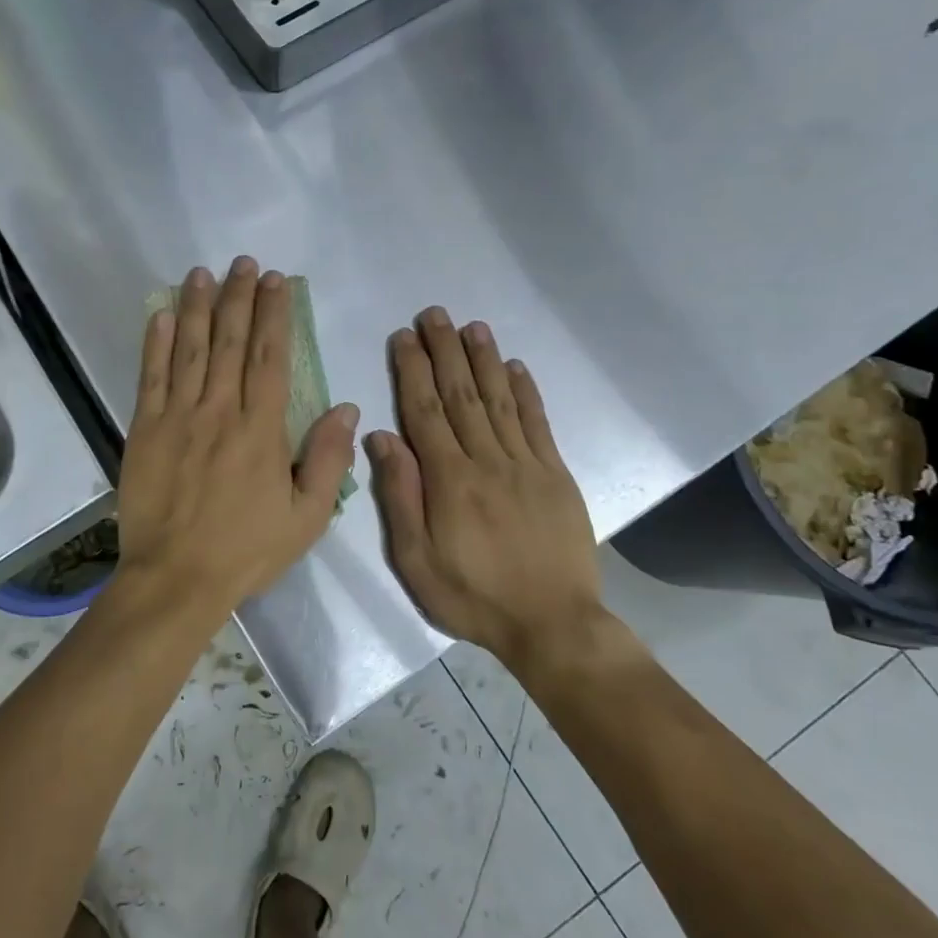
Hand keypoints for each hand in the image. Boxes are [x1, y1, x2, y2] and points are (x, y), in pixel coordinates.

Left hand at [116, 257, 358, 621]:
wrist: (176, 578)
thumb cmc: (246, 550)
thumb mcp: (307, 516)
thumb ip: (327, 459)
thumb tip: (346, 407)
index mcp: (261, 429)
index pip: (270, 357)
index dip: (274, 315)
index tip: (277, 282)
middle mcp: (219, 411)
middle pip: (230, 342)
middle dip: (239, 298)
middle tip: (244, 263)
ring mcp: (177, 417)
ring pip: (191, 350)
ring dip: (199, 307)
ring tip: (204, 273)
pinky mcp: (144, 430)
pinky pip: (151, 377)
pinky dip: (157, 343)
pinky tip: (163, 314)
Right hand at [366, 309, 609, 664]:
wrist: (552, 623)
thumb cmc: (473, 596)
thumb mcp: (416, 560)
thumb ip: (400, 496)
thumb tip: (382, 438)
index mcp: (449, 480)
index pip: (425, 412)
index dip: (413, 371)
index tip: (404, 337)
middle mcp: (487, 460)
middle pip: (461, 395)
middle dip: (445, 351)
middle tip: (434, 314)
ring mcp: (526, 464)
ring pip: (500, 400)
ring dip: (484, 360)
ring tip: (473, 326)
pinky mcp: (555, 475)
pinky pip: (538, 424)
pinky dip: (527, 392)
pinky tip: (516, 367)